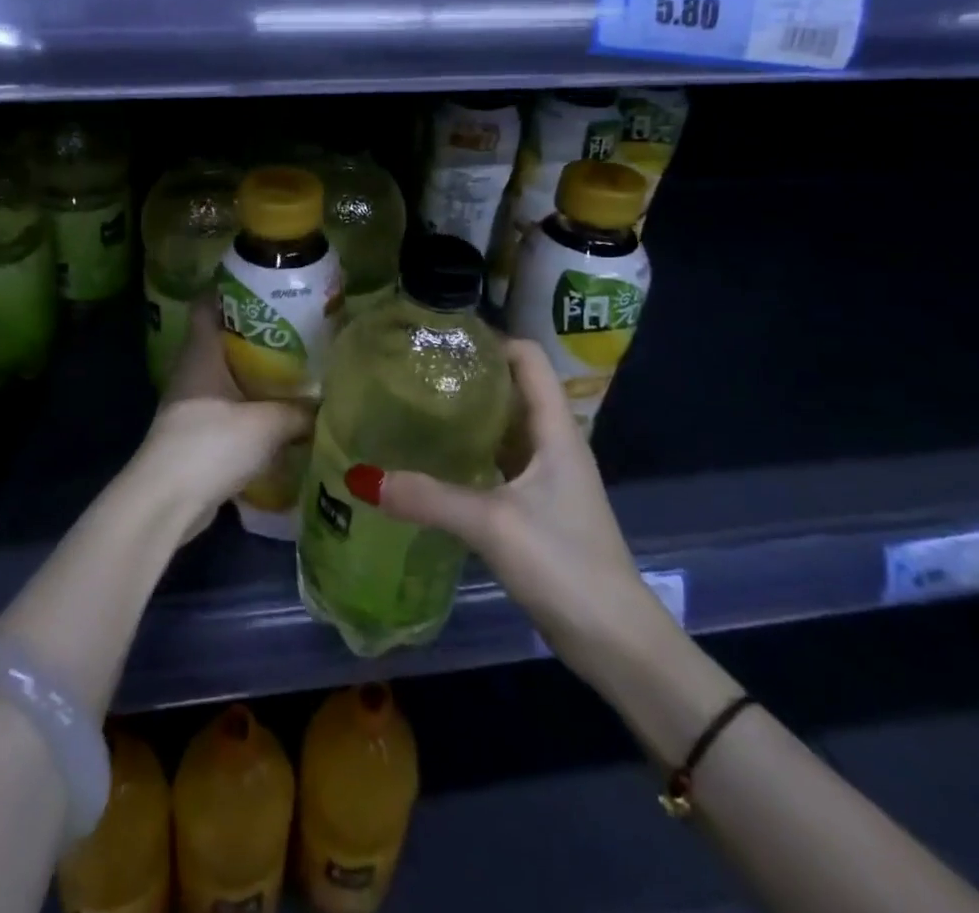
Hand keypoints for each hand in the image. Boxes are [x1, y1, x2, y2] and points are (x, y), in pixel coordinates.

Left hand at [125, 295, 312, 539]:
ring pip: (226, 375)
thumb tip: (330, 403)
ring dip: (254, 373)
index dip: (230, 288)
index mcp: (201, 352)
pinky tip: (279, 413)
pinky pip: (228, 407)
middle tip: (296, 328)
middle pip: (222, 338)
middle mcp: (192, 370)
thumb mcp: (268, 423)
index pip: (207, 304)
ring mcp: (191, 403)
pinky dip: (250, 406)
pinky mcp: (196, 434)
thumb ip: (301, 411)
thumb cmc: (212, 443)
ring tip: (295, 368)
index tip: (263, 282)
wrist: (168, 501)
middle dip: (256, 332)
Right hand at [349, 338, 662, 668]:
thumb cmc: (565, 564)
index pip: (528, 359)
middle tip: (413, 369)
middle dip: (468, 375)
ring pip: (502, 428)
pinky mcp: (535, 507)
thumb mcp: (493, 525)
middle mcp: (552, 444)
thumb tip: (362, 477)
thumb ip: (429, 498)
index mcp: (555, 430)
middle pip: (512, 389)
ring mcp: (545, 477)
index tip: (441, 337)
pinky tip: (432, 460)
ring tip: (414, 405)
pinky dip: (468, 453)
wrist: (615, 641)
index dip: (490, 340)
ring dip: (466, 416)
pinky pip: (497, 463)